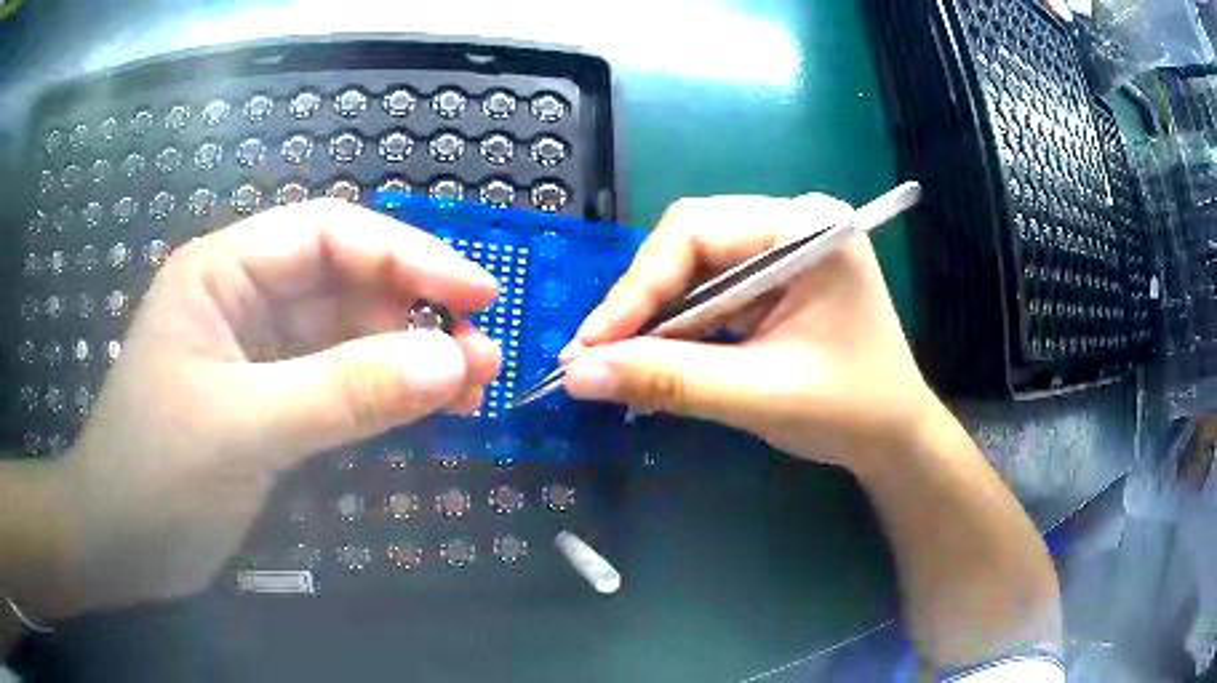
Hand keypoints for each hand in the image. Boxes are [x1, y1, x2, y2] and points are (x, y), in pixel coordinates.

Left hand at [19, 200, 500, 617]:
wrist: (119, 546)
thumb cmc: (155, 476)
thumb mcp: (243, 428)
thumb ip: (343, 393)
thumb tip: (450, 363)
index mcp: (223, 272)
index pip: (329, 234)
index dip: (408, 254)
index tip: (479, 292)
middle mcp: (243, 299)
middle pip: (345, 283)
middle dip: (417, 311)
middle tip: (484, 355)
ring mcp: (257, 355)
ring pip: (348, 336)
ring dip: (409, 357)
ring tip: (470, 387)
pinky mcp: (269, 404)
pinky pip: (338, 383)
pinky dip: (384, 394)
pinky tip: (424, 408)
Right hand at [563, 194, 940, 469]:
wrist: (895, 439)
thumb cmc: (849, 412)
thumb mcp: (759, 395)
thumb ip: (669, 381)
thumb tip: (577, 374)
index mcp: (807, 228)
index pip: (697, 230)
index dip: (637, 287)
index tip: (589, 343)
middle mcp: (793, 223)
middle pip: (690, 243)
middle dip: (642, 301)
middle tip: (594, 353)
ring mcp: (785, 248)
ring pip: (694, 268)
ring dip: (655, 316)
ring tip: (614, 359)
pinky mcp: (775, 278)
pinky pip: (711, 290)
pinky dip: (680, 325)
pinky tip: (656, 354)